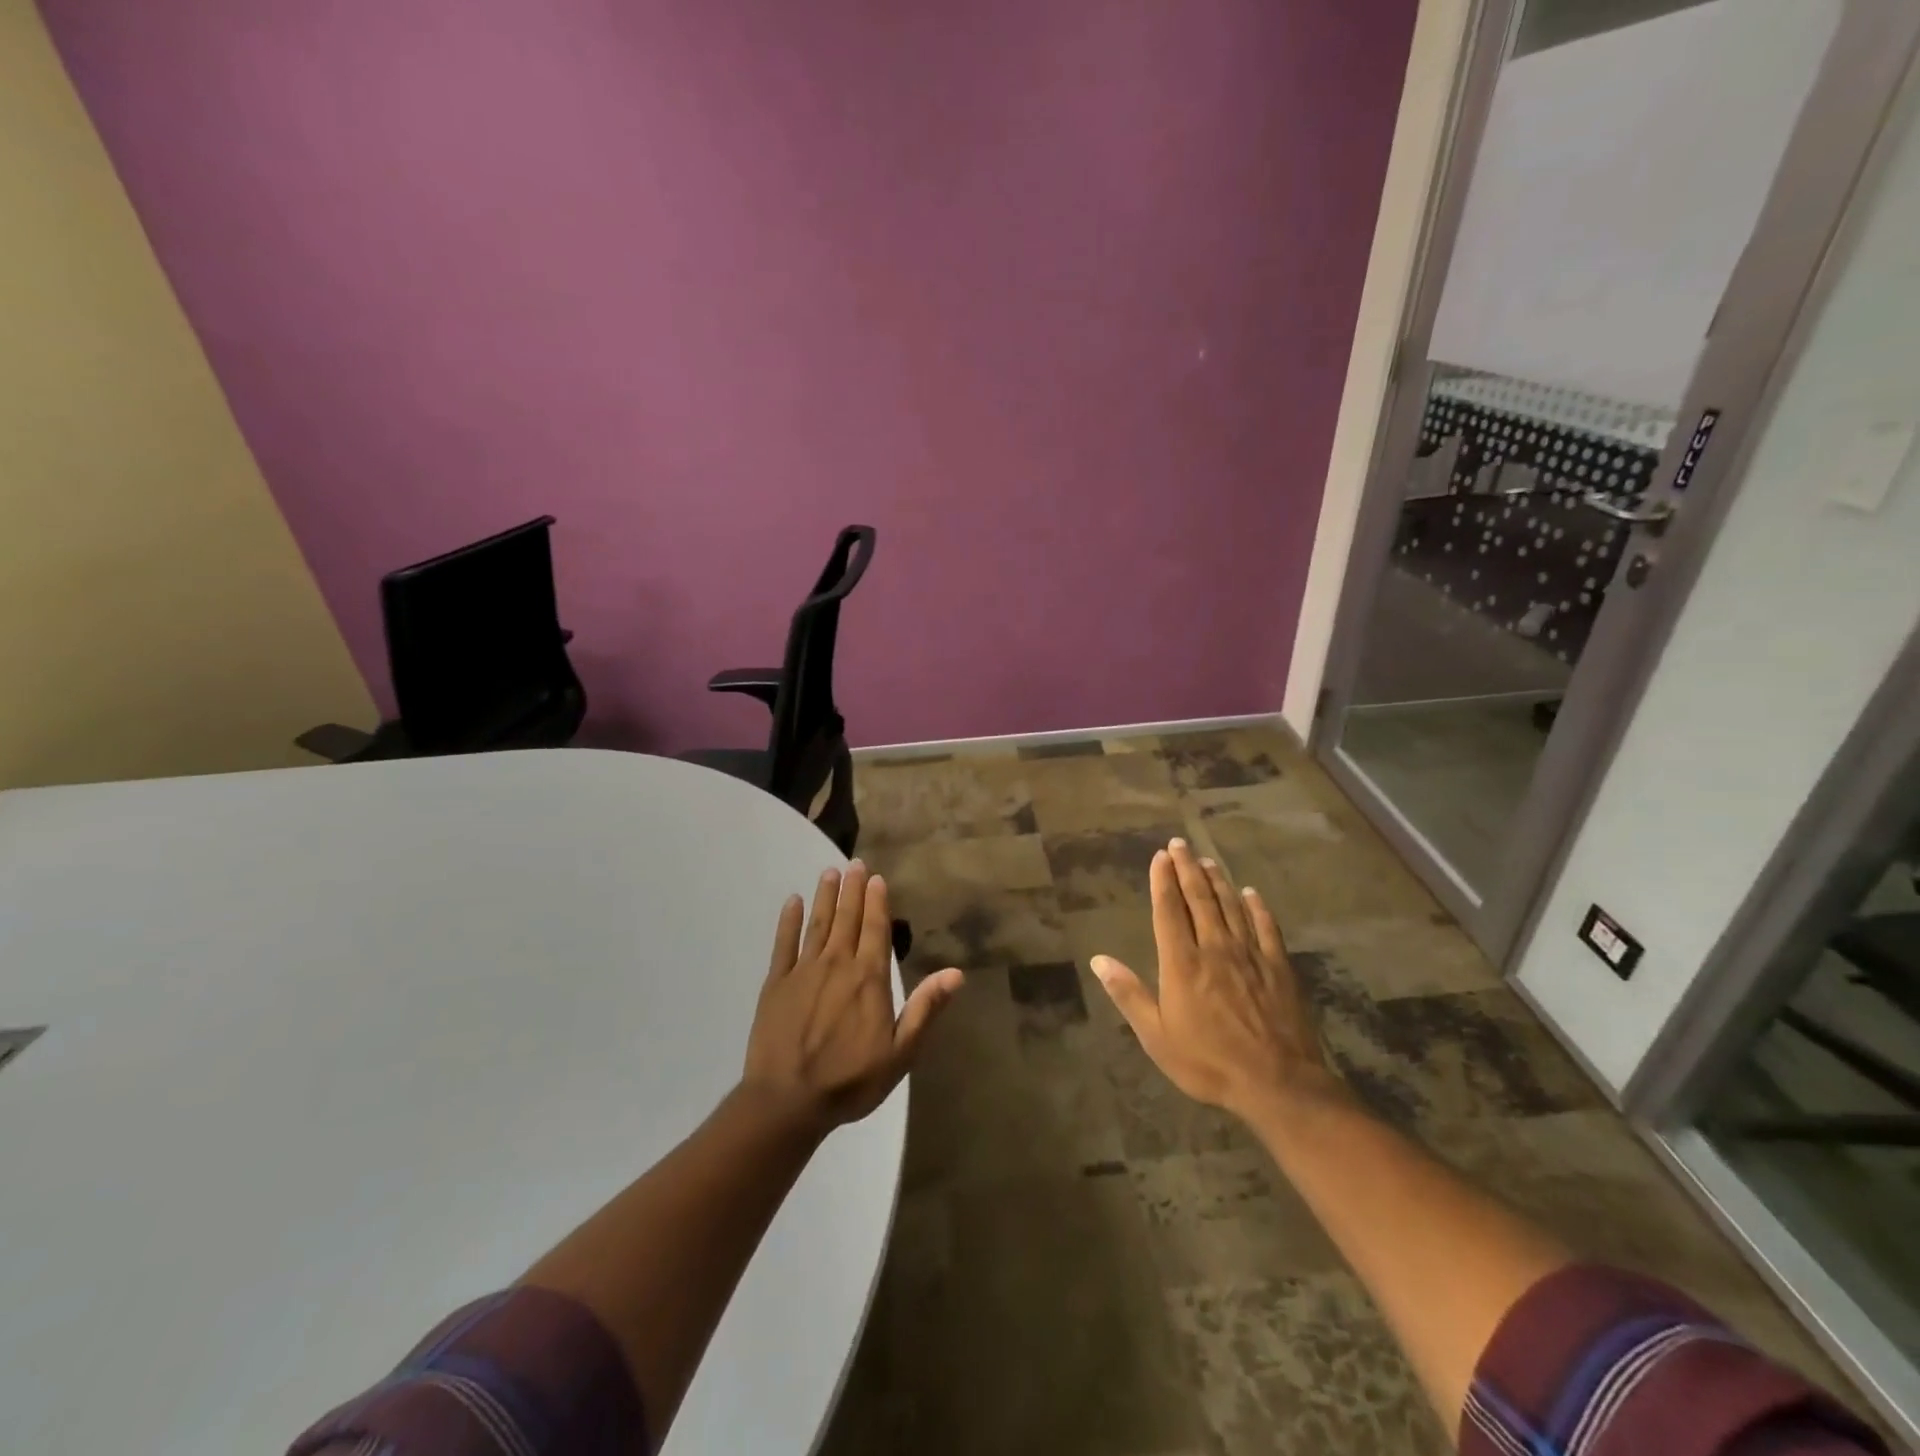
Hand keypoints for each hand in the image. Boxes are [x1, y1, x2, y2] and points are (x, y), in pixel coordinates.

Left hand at [742, 860, 963, 1135]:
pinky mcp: (776, 983)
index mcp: (869, 978)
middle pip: (847, 918)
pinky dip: (788, 921)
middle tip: (854, 863)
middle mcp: (837, 964)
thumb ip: (925, 1009)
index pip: (875, 929)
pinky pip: (784, 944)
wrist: (787, 1101)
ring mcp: (804, 971)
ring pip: (817, 924)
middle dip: (852, 889)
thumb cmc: (850, 1080)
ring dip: (824, 897)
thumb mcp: (900, 1052)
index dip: (877, 902)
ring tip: (829, 872)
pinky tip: (791, 902)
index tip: (876, 878)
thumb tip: (956, 973)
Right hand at [1091, 838, 1341, 1121]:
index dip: (1163, 881)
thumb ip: (1128, 994)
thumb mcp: (1156, 1036)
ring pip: (1231, 906)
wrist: (1278, 1083)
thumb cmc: (1208, 1062)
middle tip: (1180, 844)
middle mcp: (1214, 948)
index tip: (1160, 856)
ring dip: (1217, 881)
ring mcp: (1249, 955)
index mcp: (1182, 963)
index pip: (1168, 910)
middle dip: (1187, 869)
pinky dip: (1257, 907)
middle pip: (1199, 899)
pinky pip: (1266, 928)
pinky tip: (1252, 894)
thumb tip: (1098, 960)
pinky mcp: (1278, 967)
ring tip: (1207, 860)